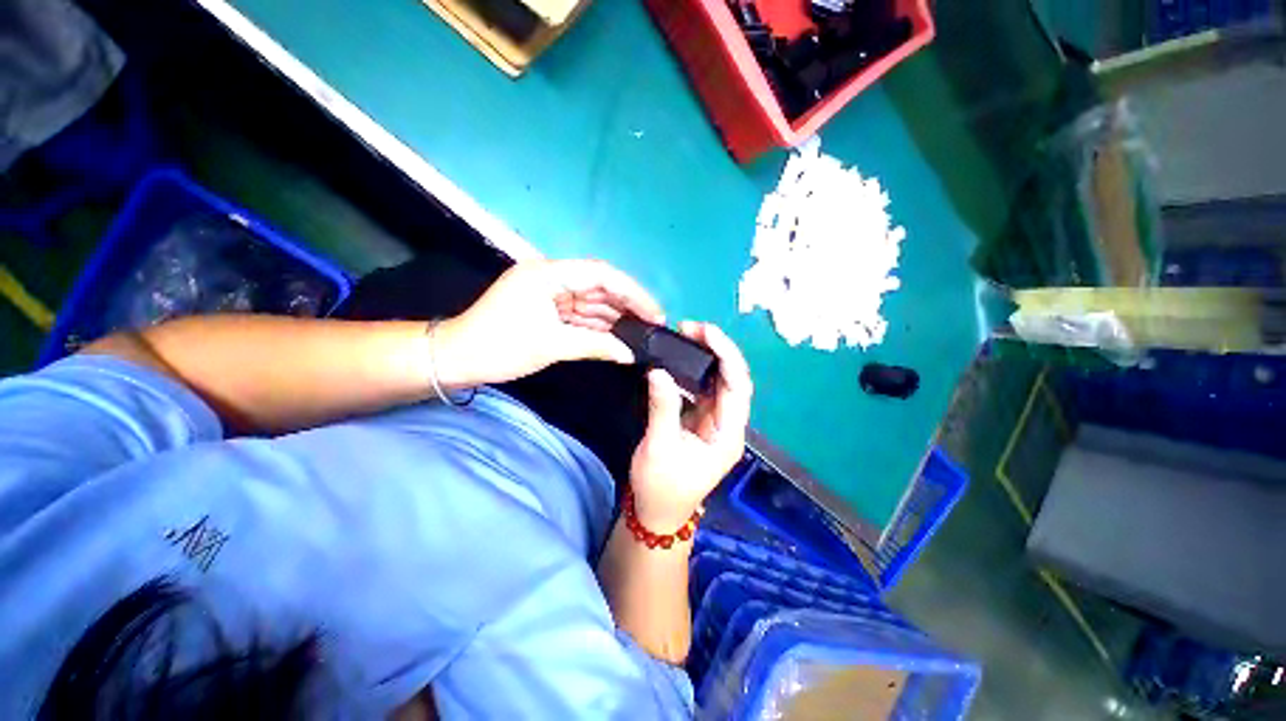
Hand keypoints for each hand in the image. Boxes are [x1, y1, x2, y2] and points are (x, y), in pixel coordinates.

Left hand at [435, 259, 663, 386]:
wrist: (456, 359)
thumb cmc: (500, 347)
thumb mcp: (552, 345)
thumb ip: (596, 345)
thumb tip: (630, 353)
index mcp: (549, 274)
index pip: (602, 275)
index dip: (633, 292)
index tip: (655, 313)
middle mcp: (552, 277)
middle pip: (599, 286)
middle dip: (627, 306)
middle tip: (653, 326)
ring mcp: (549, 293)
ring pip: (591, 301)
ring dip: (615, 317)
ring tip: (642, 333)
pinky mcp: (546, 309)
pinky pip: (579, 314)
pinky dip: (598, 326)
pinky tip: (618, 336)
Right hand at [629, 322, 752, 529]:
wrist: (656, 512)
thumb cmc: (661, 486)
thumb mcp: (659, 447)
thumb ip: (662, 408)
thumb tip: (659, 371)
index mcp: (728, 434)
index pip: (738, 387)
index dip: (727, 355)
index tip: (706, 332)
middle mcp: (728, 424)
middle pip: (732, 378)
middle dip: (718, 349)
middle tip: (692, 328)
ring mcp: (715, 420)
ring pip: (719, 380)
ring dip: (706, 356)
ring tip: (686, 335)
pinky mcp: (700, 419)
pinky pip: (703, 388)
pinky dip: (694, 369)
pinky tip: (682, 357)